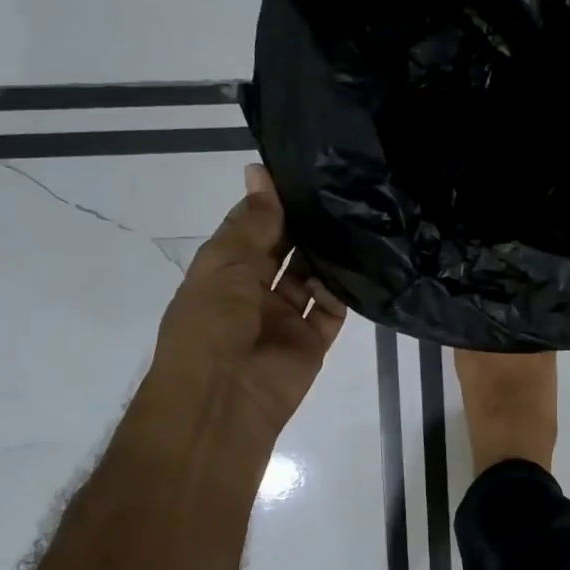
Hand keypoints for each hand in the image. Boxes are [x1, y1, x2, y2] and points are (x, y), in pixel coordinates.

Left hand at [150, 164, 346, 440]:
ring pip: (312, 276)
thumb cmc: (210, 323)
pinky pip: (332, 307)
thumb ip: (253, 222)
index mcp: (223, 271)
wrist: (222, 400)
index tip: (304, 170)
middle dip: (305, 225)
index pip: (252, 228)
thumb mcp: (225, 263)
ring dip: (327, 253)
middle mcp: (254, 292)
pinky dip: (343, 287)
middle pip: (285, 250)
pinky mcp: (313, 340)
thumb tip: (259, 171)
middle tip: (340, 189)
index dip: (272, 202)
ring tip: (356, 216)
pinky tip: (359, 259)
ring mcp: (285, 317)